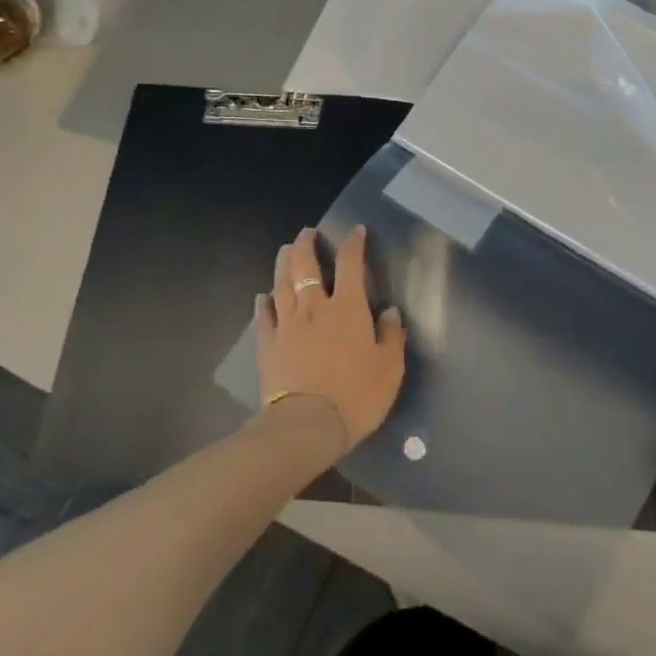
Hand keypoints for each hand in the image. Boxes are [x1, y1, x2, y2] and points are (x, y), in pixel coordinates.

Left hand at [255, 227, 405, 464]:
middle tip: (308, 232)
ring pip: (282, 282)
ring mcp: (287, 324)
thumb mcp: (389, 368)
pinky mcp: (267, 344)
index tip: (356, 231)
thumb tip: (390, 311)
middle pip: (306, 265)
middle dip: (307, 244)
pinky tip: (264, 295)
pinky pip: (263, 315)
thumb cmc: (355, 395)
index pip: (350, 263)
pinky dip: (264, 301)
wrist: (306, 425)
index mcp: (348, 308)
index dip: (353, 243)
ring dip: (284, 262)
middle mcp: (315, 306)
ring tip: (286, 249)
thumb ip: (391, 336)